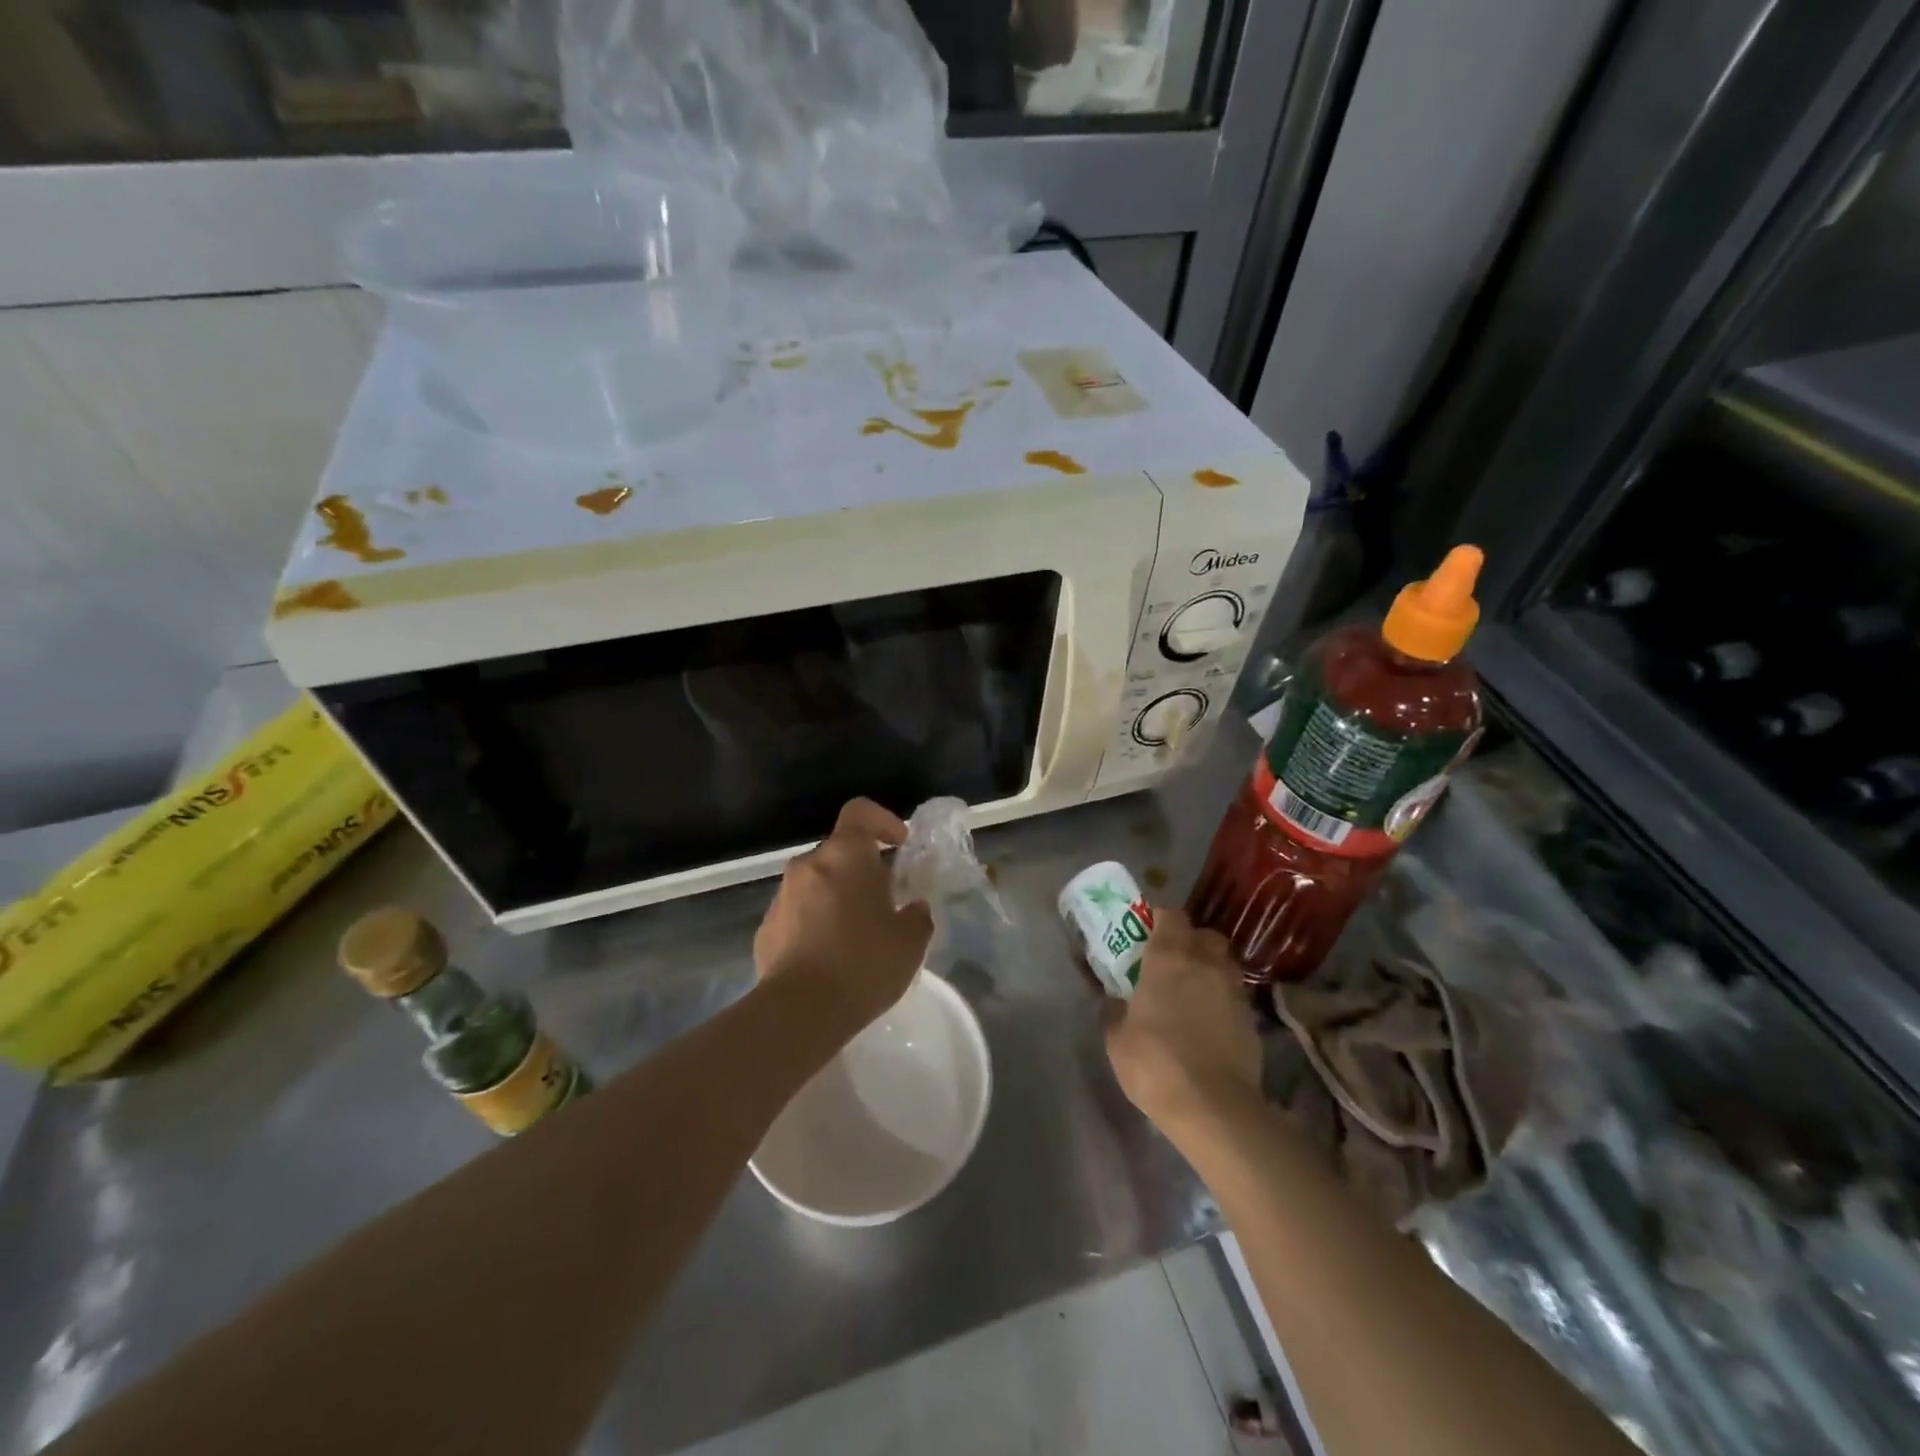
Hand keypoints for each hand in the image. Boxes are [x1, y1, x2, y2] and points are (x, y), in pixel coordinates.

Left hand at [754, 799, 934, 1034]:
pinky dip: (815, 924)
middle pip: (839, 852)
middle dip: (862, 870)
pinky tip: (829, 959)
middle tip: (884, 903)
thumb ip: (916, 916)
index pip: (860, 811)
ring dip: (837, 898)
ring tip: (857, 937)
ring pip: (817, 884)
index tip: (899, 845)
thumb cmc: (862, 964)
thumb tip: (913, 909)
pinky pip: (797, 914)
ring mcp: (781, 897)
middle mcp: (808, 866)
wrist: (799, 1013)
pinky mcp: (765, 929)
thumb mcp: (910, 942)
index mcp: (845, 856)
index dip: (883, 820)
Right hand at [1105, 909, 1263, 1139]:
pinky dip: (1223, 998)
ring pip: (1225, 962)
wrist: (1214, 1108)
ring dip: (1210, 968)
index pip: (1172, 916)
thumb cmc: (1156, 1064)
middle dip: (1192, 941)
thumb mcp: (1118, 1040)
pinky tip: (1210, 1021)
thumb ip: (1115, 1012)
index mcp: (1168, 957)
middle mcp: (1205, 963)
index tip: (1149, 935)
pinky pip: (1235, 994)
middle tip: (1173, 962)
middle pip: (1205, 934)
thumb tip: (1115, 1001)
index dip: (1161, 921)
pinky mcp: (1252, 1019)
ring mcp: (1233, 990)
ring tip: (1194, 990)